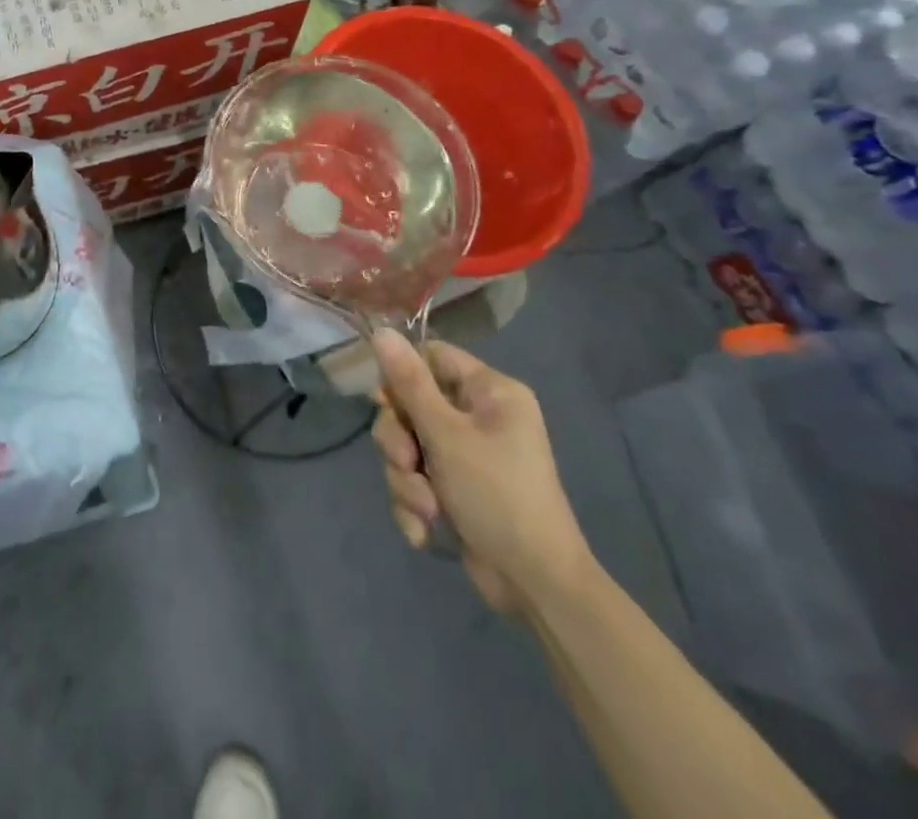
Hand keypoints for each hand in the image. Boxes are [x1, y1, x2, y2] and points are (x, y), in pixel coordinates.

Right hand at [370, 331, 595, 615]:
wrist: (535, 586)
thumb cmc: (497, 495)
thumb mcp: (446, 435)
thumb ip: (409, 383)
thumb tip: (381, 331)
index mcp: (490, 392)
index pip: (431, 357)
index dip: (402, 375)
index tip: (384, 402)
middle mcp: (478, 417)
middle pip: (411, 405)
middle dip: (400, 441)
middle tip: (407, 462)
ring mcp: (466, 456)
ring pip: (408, 447)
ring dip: (406, 480)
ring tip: (426, 509)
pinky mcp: (455, 491)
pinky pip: (416, 481)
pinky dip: (415, 505)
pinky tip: (427, 530)